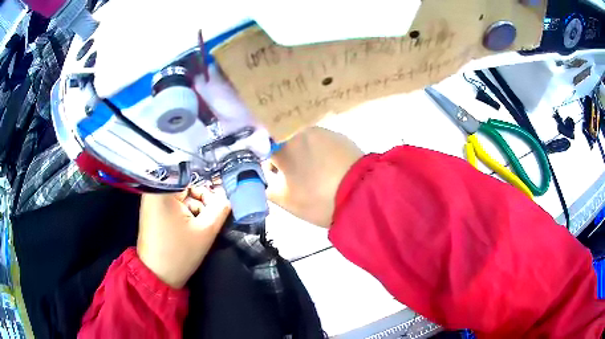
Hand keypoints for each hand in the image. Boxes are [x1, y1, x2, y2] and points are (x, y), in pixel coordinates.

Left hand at [137, 186, 230, 287]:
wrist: (158, 276)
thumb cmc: (180, 252)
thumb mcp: (206, 230)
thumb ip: (220, 208)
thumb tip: (226, 195)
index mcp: (164, 190)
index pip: (193, 177)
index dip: (208, 190)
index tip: (216, 205)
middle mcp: (154, 190)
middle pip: (186, 186)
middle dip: (200, 201)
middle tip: (207, 219)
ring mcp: (151, 201)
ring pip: (181, 196)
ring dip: (193, 209)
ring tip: (196, 227)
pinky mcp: (152, 211)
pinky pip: (173, 204)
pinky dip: (184, 213)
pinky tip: (188, 228)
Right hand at [264, 127, 362, 227]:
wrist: (363, 193)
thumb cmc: (319, 198)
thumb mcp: (287, 201)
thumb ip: (268, 189)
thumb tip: (267, 181)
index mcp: (284, 145)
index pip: (264, 149)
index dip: (267, 163)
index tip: (274, 176)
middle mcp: (301, 131)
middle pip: (285, 142)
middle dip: (286, 159)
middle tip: (295, 178)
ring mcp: (324, 132)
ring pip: (304, 142)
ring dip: (304, 155)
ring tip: (316, 174)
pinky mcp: (341, 137)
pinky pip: (323, 143)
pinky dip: (321, 154)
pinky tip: (330, 169)